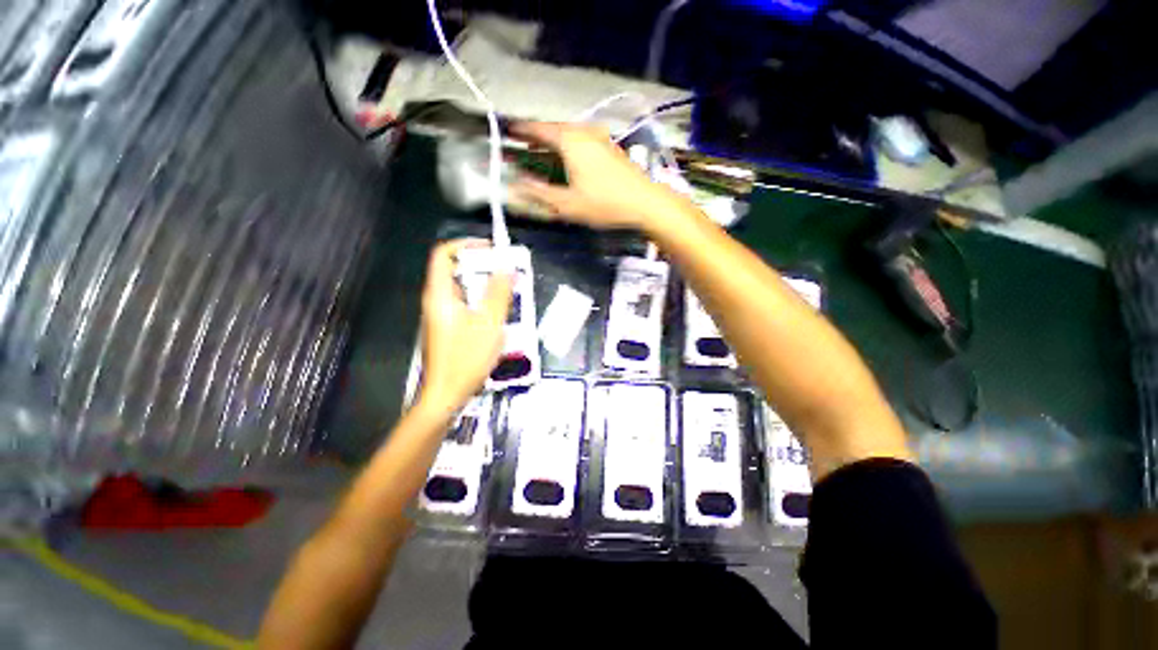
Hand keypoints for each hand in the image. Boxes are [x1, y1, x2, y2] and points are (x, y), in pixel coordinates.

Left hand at [418, 239, 512, 414]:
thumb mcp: (489, 324)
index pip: (444, 255)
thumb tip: (506, 266)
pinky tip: (497, 315)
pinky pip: (464, 305)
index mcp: (440, 295)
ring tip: (507, 291)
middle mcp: (436, 301)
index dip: (466, 244)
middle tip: (506, 271)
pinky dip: (480, 301)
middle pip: (454, 271)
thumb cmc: (466, 358)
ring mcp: (441, 316)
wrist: (446, 395)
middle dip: (482, 267)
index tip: (491, 248)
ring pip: (462, 289)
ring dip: (484, 285)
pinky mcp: (447, 328)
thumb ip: (498, 293)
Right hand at [510, 121, 685, 231]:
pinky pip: (581, 141)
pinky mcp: (609, 147)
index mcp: (570, 139)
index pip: (538, 128)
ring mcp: (599, 137)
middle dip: (535, 137)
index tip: (506, 131)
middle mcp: (583, 131)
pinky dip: (567, 147)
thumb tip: (513, 186)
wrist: (645, 202)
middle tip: (520, 146)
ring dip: (552, 143)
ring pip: (568, 135)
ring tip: (539, 153)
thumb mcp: (567, 204)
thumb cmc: (604, 203)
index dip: (520, 130)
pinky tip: (566, 160)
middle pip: (553, 129)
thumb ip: (538, 193)